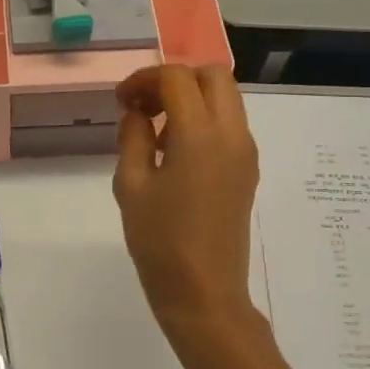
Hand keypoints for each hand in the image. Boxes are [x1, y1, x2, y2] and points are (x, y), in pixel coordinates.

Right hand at [113, 65, 260, 343]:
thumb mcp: (131, 185)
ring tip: (157, 130)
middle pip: (213, 75)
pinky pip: (230, 124)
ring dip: (192, 98)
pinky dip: (204, 119)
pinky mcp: (248, 170)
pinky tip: (176, 152)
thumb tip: (137, 113)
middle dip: (175, 78)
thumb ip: (132, 137)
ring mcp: (245, 152)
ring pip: (226, 98)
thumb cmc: (160, 242)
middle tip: (144, 104)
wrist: (204, 293)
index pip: (177, 77)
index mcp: (200, 135)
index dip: (145, 79)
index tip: (121, 101)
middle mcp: (232, 134)